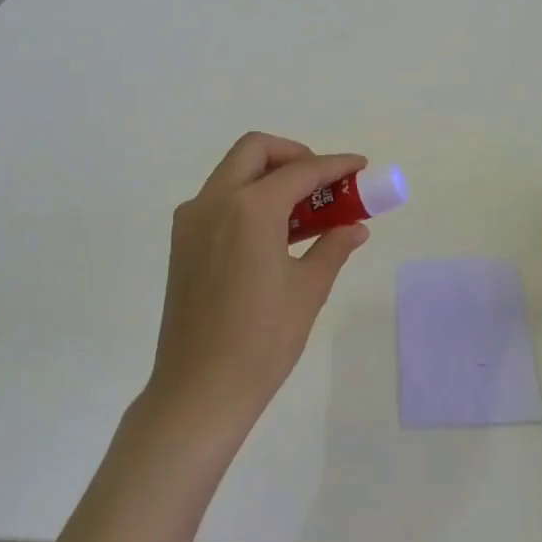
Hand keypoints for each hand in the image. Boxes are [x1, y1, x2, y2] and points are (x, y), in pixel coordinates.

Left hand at [146, 133, 368, 435]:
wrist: (198, 391)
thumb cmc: (261, 341)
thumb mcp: (308, 290)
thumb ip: (333, 247)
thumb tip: (355, 227)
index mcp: (250, 209)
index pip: (301, 171)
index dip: (335, 165)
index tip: (360, 166)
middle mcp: (215, 201)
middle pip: (255, 150)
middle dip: (293, 155)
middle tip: (322, 181)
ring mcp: (192, 219)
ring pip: (232, 171)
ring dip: (268, 175)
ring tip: (302, 207)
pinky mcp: (182, 241)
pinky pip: (218, 198)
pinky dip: (247, 196)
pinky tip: (271, 230)